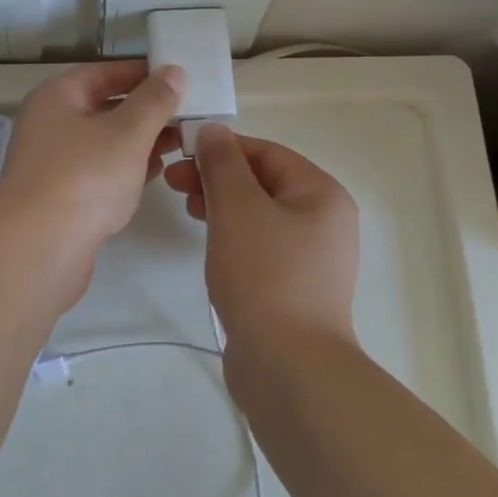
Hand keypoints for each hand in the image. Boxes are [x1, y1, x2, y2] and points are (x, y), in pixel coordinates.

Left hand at [0, 61, 183, 283]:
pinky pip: (100, 173)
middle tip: (188, 116)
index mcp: (57, 98)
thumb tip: (173, 72)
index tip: (180, 78)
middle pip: (104, 108)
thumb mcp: (128, 132)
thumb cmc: (84, 177)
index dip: (142, 73)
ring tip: (180, 144)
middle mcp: (50, 125)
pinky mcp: (61, 198)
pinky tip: (156, 173)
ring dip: (140, 142)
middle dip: (146, 111)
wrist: (38, 249)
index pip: (104, 73)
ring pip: (104, 143)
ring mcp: (53, 164)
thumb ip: (155, 101)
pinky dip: (126, 169)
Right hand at [164, 124, 358, 345]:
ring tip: (186, 209)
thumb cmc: (264, 275)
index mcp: (321, 194)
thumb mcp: (238, 208)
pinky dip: (232, 235)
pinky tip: (209, 243)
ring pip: (259, 214)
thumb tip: (214, 131)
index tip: (180, 153)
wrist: (288, 366)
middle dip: (217, 177)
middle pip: (263, 182)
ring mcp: (312, 257)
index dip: (222, 147)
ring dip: (221, 204)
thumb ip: (223, 163)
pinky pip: (260, 245)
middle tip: (173, 183)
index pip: (266, 152)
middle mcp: (324, 221)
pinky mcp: (294, 287)